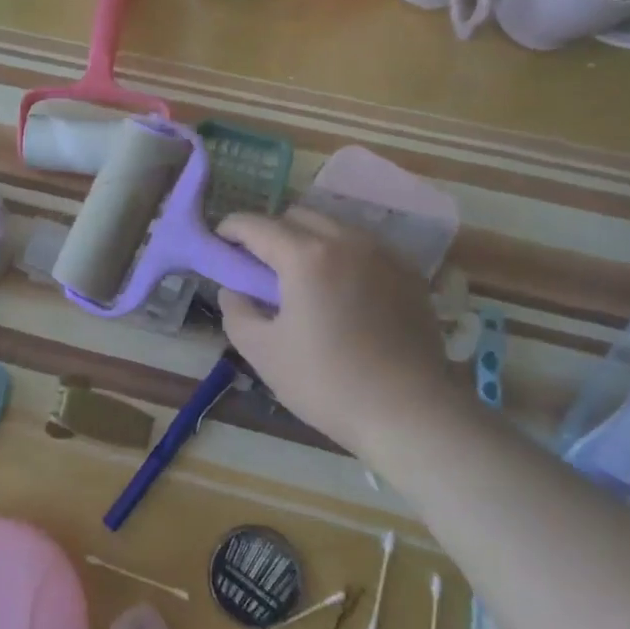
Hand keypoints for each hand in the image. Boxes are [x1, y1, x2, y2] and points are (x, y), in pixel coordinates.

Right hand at [218, 210, 460, 454]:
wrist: (410, 413)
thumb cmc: (327, 382)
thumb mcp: (263, 352)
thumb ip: (236, 312)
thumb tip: (234, 290)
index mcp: (306, 256)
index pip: (257, 225)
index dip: (231, 228)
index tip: (220, 240)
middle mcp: (346, 241)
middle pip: (297, 216)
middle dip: (271, 230)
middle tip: (259, 263)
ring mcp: (383, 254)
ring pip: (335, 226)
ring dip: (308, 238)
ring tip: (301, 274)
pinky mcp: (409, 273)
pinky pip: (365, 247)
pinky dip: (343, 254)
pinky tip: (341, 287)